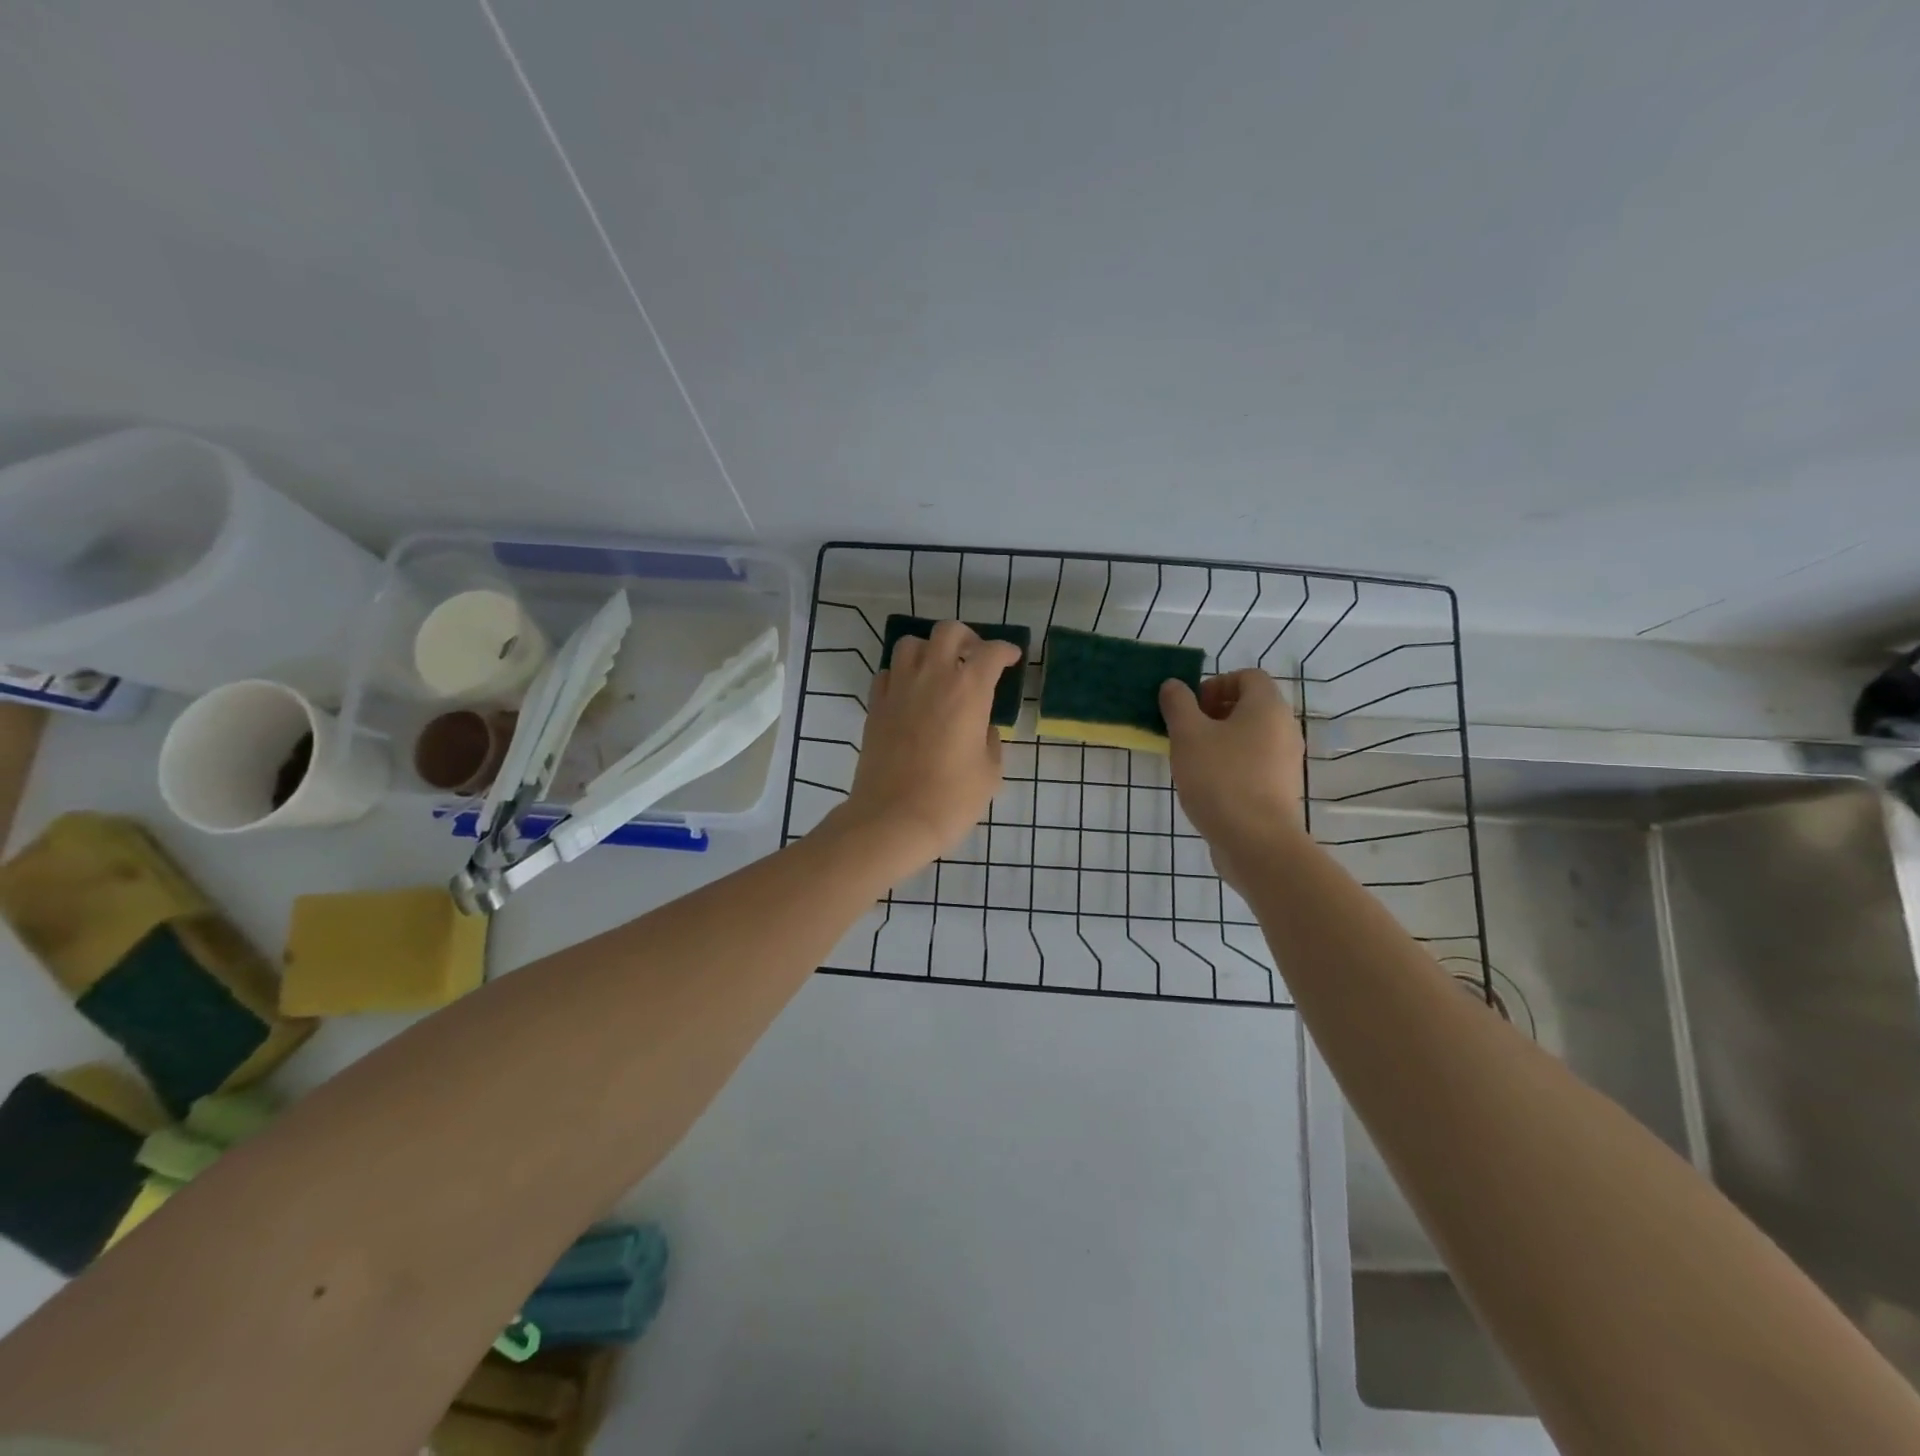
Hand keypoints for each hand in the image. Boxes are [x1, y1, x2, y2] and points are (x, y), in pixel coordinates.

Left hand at [835, 621, 1023, 873]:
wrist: (893, 819)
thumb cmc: (951, 799)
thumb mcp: (989, 772)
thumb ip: (989, 740)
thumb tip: (981, 727)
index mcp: (968, 690)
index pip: (991, 653)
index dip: (1005, 650)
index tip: (1011, 658)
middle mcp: (932, 678)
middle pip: (948, 632)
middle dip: (967, 638)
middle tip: (974, 656)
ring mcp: (899, 689)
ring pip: (910, 644)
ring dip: (929, 650)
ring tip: (938, 670)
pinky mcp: (876, 706)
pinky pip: (887, 673)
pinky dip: (901, 674)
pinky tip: (911, 693)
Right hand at [1160, 670, 1304, 889]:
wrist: (1255, 841)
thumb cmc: (1220, 778)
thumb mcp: (1188, 735)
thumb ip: (1178, 704)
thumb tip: (1174, 685)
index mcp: (1267, 707)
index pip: (1247, 676)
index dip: (1216, 684)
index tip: (1191, 708)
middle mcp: (1285, 728)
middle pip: (1250, 706)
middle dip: (1215, 713)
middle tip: (1187, 732)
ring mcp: (1286, 760)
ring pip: (1251, 736)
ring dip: (1221, 740)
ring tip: (1193, 760)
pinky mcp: (1281, 788)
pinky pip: (1255, 762)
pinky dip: (1233, 764)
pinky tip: (1209, 785)